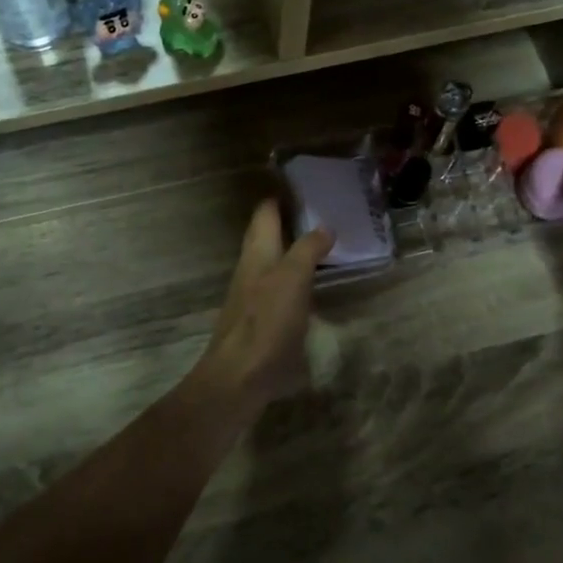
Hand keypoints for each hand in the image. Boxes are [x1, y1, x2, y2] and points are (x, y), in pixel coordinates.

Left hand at [193, 200, 332, 408]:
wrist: (239, 378)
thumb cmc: (267, 323)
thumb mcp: (292, 280)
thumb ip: (307, 250)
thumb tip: (324, 226)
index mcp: (257, 253)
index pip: (265, 213)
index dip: (280, 197)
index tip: (303, 184)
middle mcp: (251, 270)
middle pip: (265, 237)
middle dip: (286, 222)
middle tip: (319, 213)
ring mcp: (252, 297)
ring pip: (271, 263)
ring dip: (291, 251)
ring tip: (321, 246)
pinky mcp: (259, 322)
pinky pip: (277, 289)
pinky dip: (294, 279)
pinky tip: (310, 288)